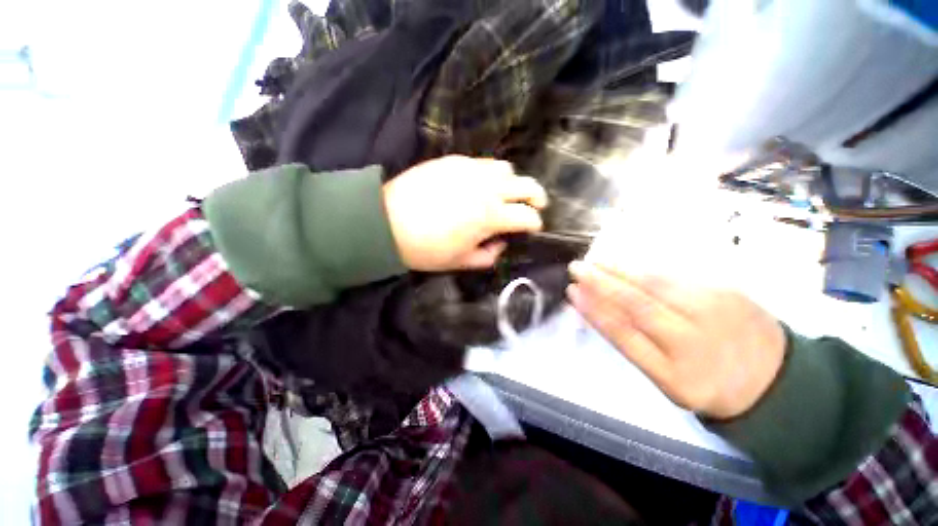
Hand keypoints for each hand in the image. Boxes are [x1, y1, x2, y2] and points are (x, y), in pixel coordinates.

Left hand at [383, 156, 547, 270]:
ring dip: (513, 182)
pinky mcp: (454, 161)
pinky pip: (483, 162)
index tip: (534, 228)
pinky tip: (482, 184)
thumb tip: (500, 243)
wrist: (386, 222)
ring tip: (506, 193)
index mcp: (490, 216)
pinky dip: (491, 174)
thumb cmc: (425, 249)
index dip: (535, 223)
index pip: (526, 216)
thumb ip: (488, 255)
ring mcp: (470, 170)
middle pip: (526, 185)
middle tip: (536, 204)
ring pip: (506, 168)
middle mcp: (487, 188)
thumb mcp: (461, 262)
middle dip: (537, 196)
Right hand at [567, 262, 785, 418]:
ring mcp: (715, 312)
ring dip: (619, 269)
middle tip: (577, 267)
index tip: (572, 292)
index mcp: (676, 374)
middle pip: (638, 304)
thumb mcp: (667, 380)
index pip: (624, 335)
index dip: (594, 311)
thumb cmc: (708, 383)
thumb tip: (599, 310)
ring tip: (596, 261)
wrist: (774, 379)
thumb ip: (634, 345)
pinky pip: (675, 276)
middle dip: (601, 282)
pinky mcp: (727, 290)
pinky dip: (644, 268)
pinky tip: (626, 263)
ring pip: (656, 284)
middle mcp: (695, 341)